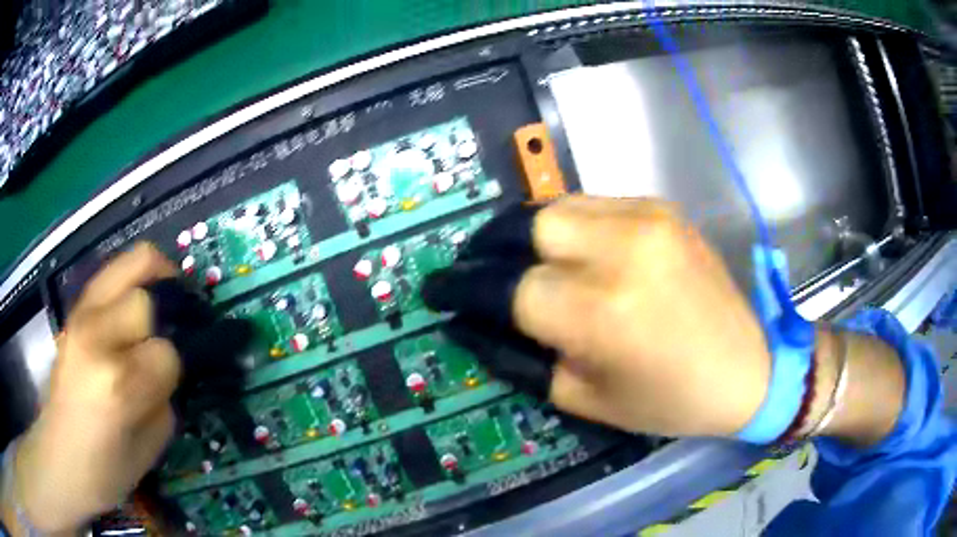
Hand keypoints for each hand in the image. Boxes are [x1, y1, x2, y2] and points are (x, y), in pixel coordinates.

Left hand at [8, 244, 180, 532]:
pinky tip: (137, 302)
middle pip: (145, 298)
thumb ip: (164, 399)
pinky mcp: (74, 310)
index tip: (169, 385)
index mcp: (116, 384)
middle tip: (173, 332)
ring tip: (166, 298)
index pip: (165, 353)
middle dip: (164, 318)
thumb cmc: (106, 469)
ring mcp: (80, 316)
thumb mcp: (149, 448)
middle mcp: (96, 338)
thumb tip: (172, 365)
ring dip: (154, 278)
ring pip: (130, 264)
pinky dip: (133, 278)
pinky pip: (112, 274)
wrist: (61, 457)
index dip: (174, 370)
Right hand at [430, 196, 771, 437]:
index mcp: (599, 313)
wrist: (747, 367)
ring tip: (518, 259)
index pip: (506, 286)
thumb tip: (470, 322)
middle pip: (524, 227)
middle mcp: (619, 251)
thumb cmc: (668, 401)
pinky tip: (570, 251)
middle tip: (475, 270)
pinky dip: (567, 225)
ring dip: (525, 234)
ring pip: (554, 206)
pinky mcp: (661, 208)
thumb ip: (519, 357)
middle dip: (489, 248)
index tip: (438, 291)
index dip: (464, 289)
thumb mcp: (584, 398)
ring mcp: (645, 219)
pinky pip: (592, 204)